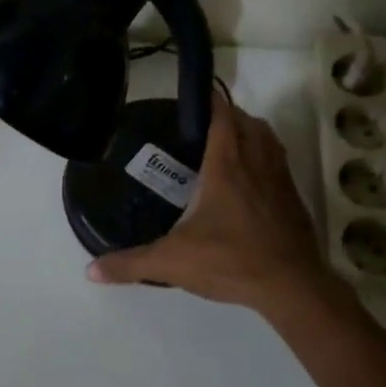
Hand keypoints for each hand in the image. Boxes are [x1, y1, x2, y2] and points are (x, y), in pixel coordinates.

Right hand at [88, 92, 341, 319]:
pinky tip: (248, 180)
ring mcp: (280, 178)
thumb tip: (91, 270)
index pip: (221, 114)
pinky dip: (264, 157)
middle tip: (199, 126)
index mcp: (227, 163)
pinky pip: (279, 162)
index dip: (208, 100)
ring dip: (249, 132)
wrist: (293, 288)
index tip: (190, 99)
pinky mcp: (294, 199)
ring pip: (267, 138)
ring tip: (224, 145)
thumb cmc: (231, 260)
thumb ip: (131, 263)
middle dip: (226, 115)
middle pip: (246, 120)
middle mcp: (256, 161)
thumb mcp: (173, 262)